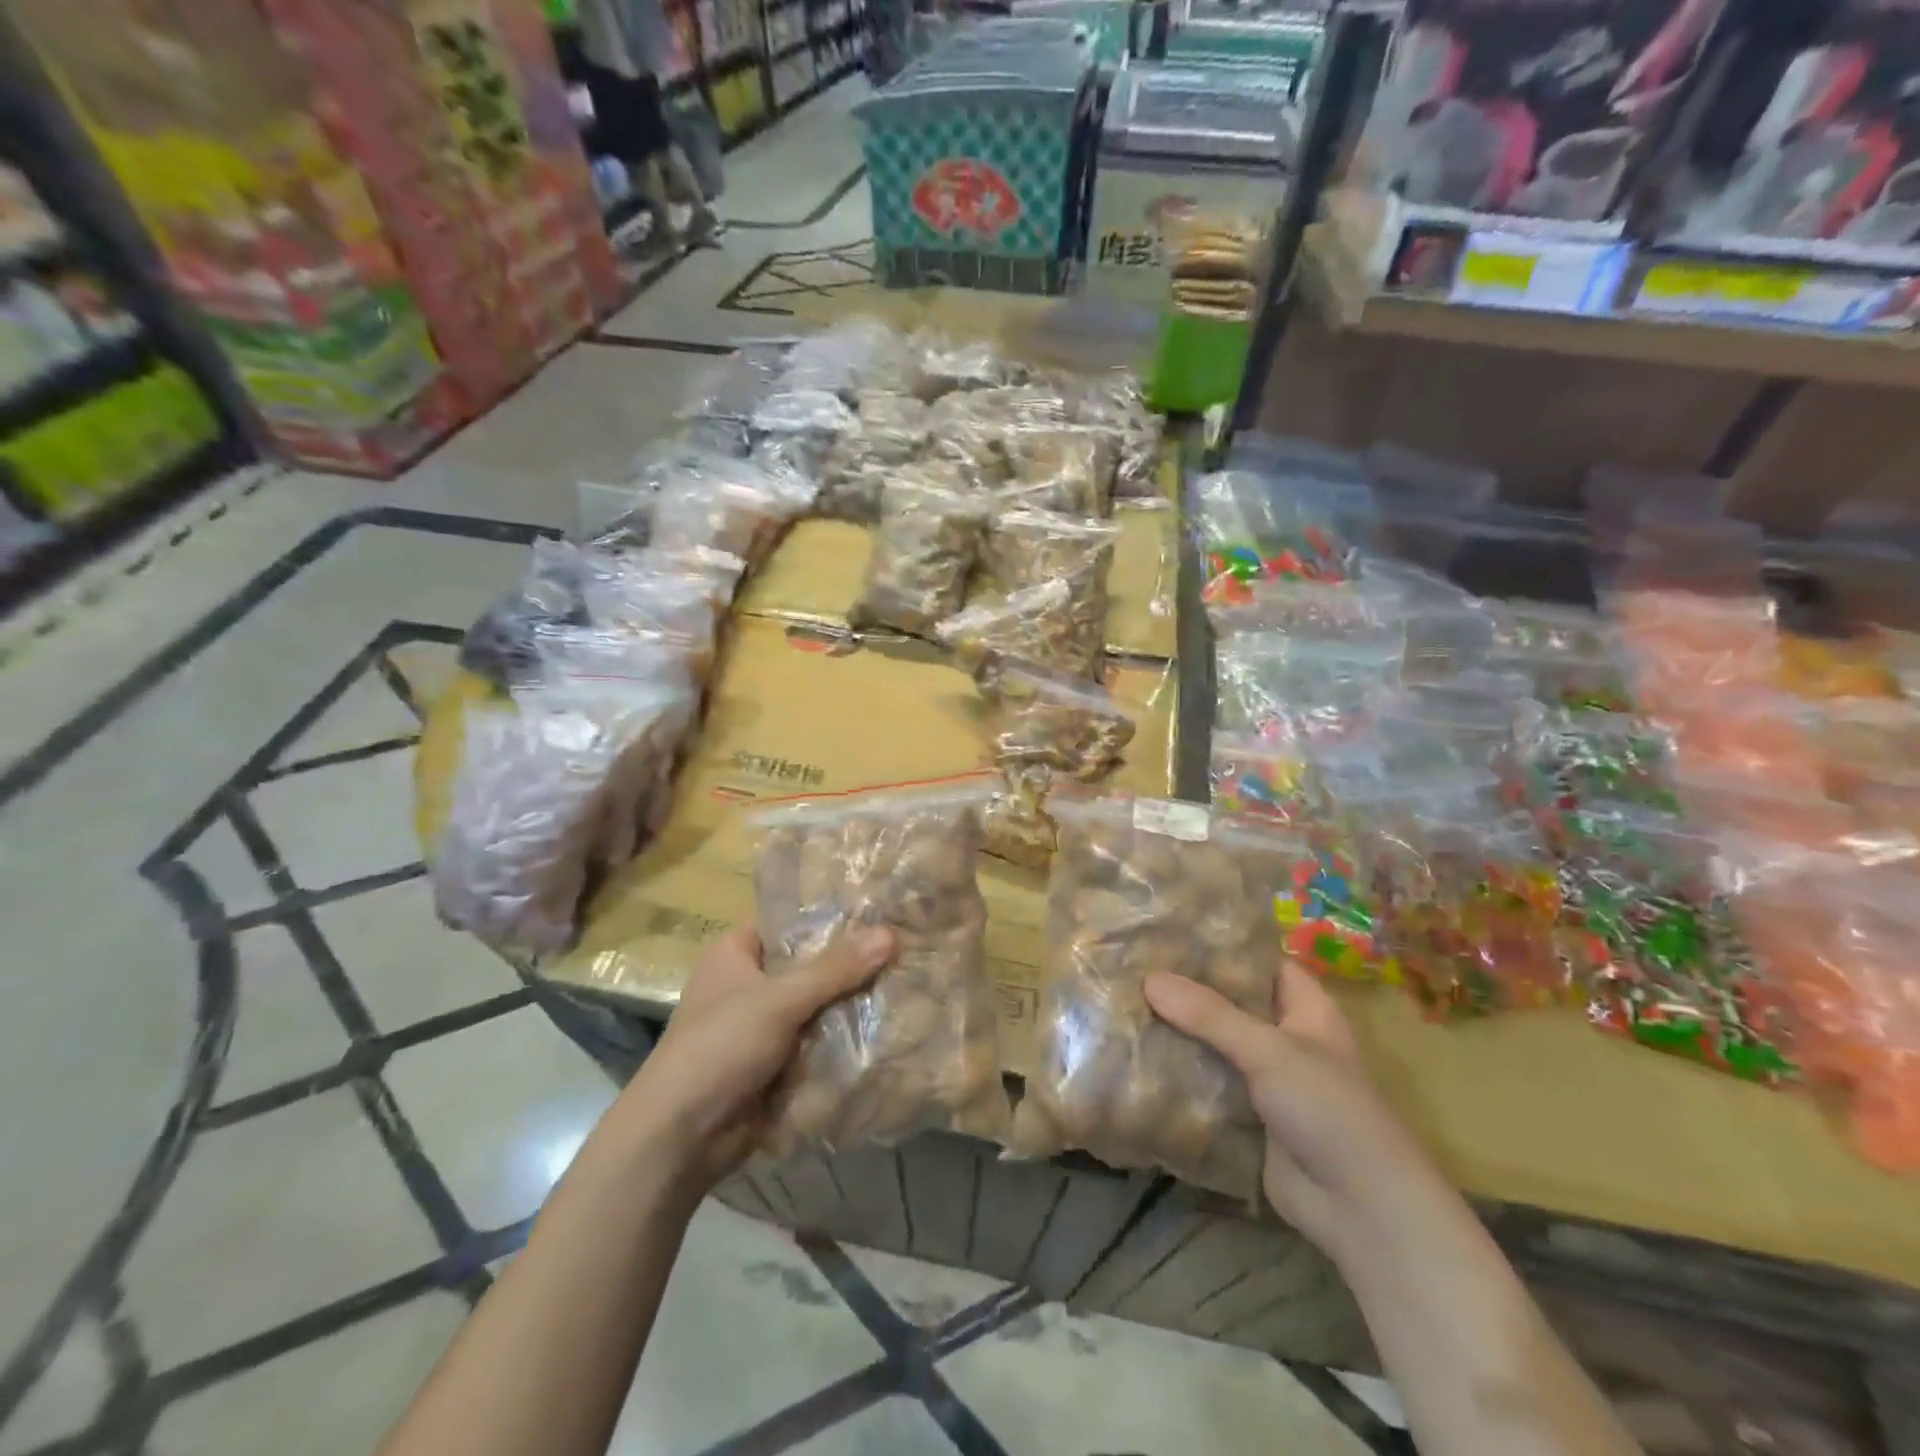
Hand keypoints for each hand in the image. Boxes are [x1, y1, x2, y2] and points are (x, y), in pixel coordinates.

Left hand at [619, 925, 894, 1192]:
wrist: (680, 1139)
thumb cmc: (719, 1049)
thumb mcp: (779, 1001)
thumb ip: (835, 969)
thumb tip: (890, 934)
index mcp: (736, 952)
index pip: (791, 921)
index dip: (833, 916)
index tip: (881, 911)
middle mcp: (749, 981)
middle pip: (810, 963)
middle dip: (852, 963)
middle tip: (905, 948)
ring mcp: (763, 1023)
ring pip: (818, 1003)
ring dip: (852, 1002)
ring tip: (908, 982)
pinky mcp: (776, 1060)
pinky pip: (818, 1038)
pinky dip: (843, 1036)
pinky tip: (888, 1024)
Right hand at [1144, 960, 1438, 1262]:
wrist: (1359, 1209)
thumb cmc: (1328, 1109)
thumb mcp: (1269, 1050)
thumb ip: (1209, 1014)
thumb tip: (1149, 979)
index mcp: (1305, 1008)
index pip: (1260, 960)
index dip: (1222, 944)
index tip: (1171, 929)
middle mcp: (1285, 1037)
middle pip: (1231, 1002)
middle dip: (1188, 989)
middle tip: (1135, 963)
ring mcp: (1264, 1079)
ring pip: (1214, 1044)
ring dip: (1178, 1031)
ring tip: (1124, 1001)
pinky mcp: (1246, 1115)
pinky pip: (1207, 1084)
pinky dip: (1178, 1073)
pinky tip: (1135, 1055)